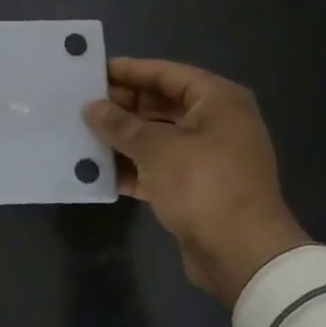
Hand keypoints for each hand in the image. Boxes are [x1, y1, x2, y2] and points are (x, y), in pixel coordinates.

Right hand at [84, 58, 310, 305]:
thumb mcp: (156, 148)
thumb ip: (120, 124)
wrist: (243, 255)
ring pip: (158, 137)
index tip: (92, 71)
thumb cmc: (203, 184)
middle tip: (82, 105)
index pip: (166, 73)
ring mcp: (209, 157)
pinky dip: (133, 167)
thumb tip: (92, 107)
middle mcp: (217, 122)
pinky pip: (159, 167)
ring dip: (124, 138)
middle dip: (122, 107)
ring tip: (83, 134)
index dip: (129, 71)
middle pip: (162, 104)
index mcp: (218, 100)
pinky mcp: (198, 188)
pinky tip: (98, 170)